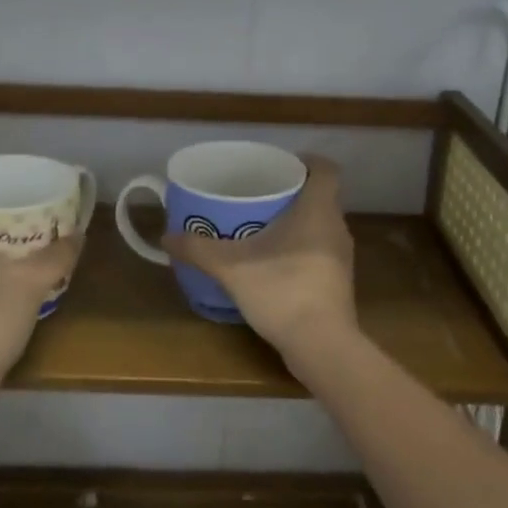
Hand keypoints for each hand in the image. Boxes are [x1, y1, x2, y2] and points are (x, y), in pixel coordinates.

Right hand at [161, 155, 357, 361]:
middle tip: (258, 194)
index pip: (326, 170)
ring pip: (319, 225)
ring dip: (295, 222)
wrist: (321, 346)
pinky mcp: (337, 282)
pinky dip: (299, 248)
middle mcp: (336, 227)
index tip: (281, 164)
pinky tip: (272, 262)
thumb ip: (198, 249)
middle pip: (320, 196)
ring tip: (260, 226)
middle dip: (291, 192)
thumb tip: (166, 237)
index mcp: (318, 210)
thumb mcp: (231, 267)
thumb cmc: (282, 290)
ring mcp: (340, 258)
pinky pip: (319, 250)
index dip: (307, 161)